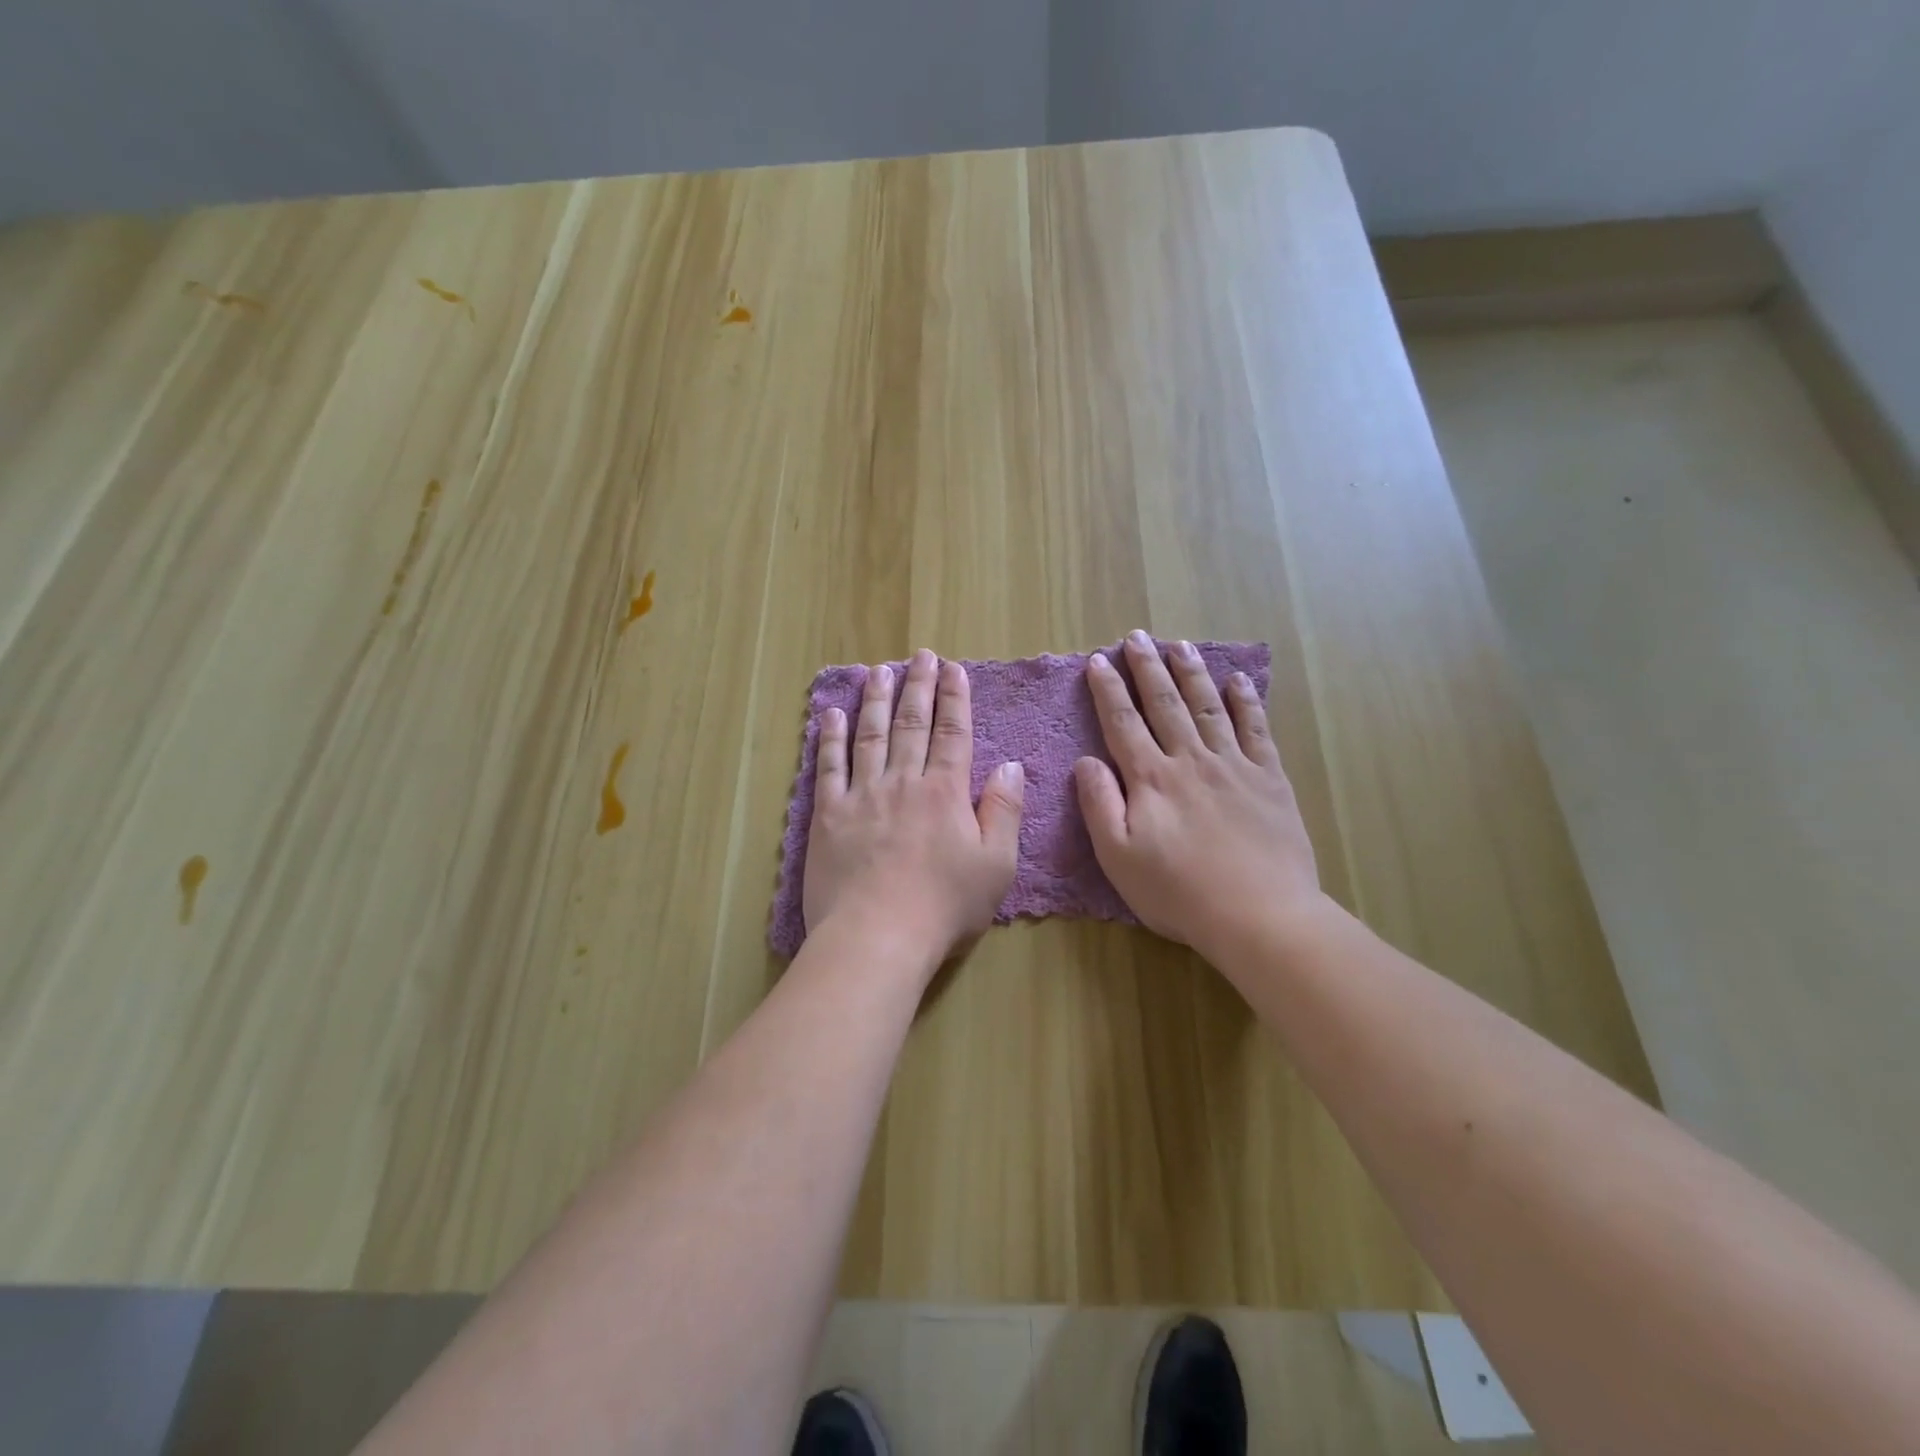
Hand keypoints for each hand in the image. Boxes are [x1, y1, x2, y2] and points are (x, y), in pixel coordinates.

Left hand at [803, 649, 1024, 969]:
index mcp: (945, 792)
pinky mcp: (828, 815)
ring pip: (871, 735)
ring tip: (880, 671)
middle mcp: (903, 782)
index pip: (953, 733)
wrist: (876, 936)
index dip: (955, 698)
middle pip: (912, 724)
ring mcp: (862, 795)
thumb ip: (1004, 811)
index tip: (954, 669)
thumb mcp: (996, 866)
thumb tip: (1011, 766)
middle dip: (918, 686)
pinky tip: (832, 713)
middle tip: (920, 656)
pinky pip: (828, 766)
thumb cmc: (943, 907)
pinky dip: (830, 737)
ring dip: (877, 700)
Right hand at [1074, 630, 1323, 962]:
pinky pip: (1256, 729)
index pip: (1123, 723)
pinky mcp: (1269, 778)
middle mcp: (1190, 760)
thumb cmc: (1178, 893)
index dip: (1109, 690)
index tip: (1099, 660)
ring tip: (1180, 644)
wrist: (1259, 915)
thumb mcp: (1118, 857)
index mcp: (1151, 779)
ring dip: (1191, 673)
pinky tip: (1237, 681)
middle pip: (1165, 704)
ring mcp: (1233, 765)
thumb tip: (1086, 760)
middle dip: (1148, 668)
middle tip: (1137, 636)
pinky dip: (1246, 701)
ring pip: (1208, 707)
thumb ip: (1099, 804)